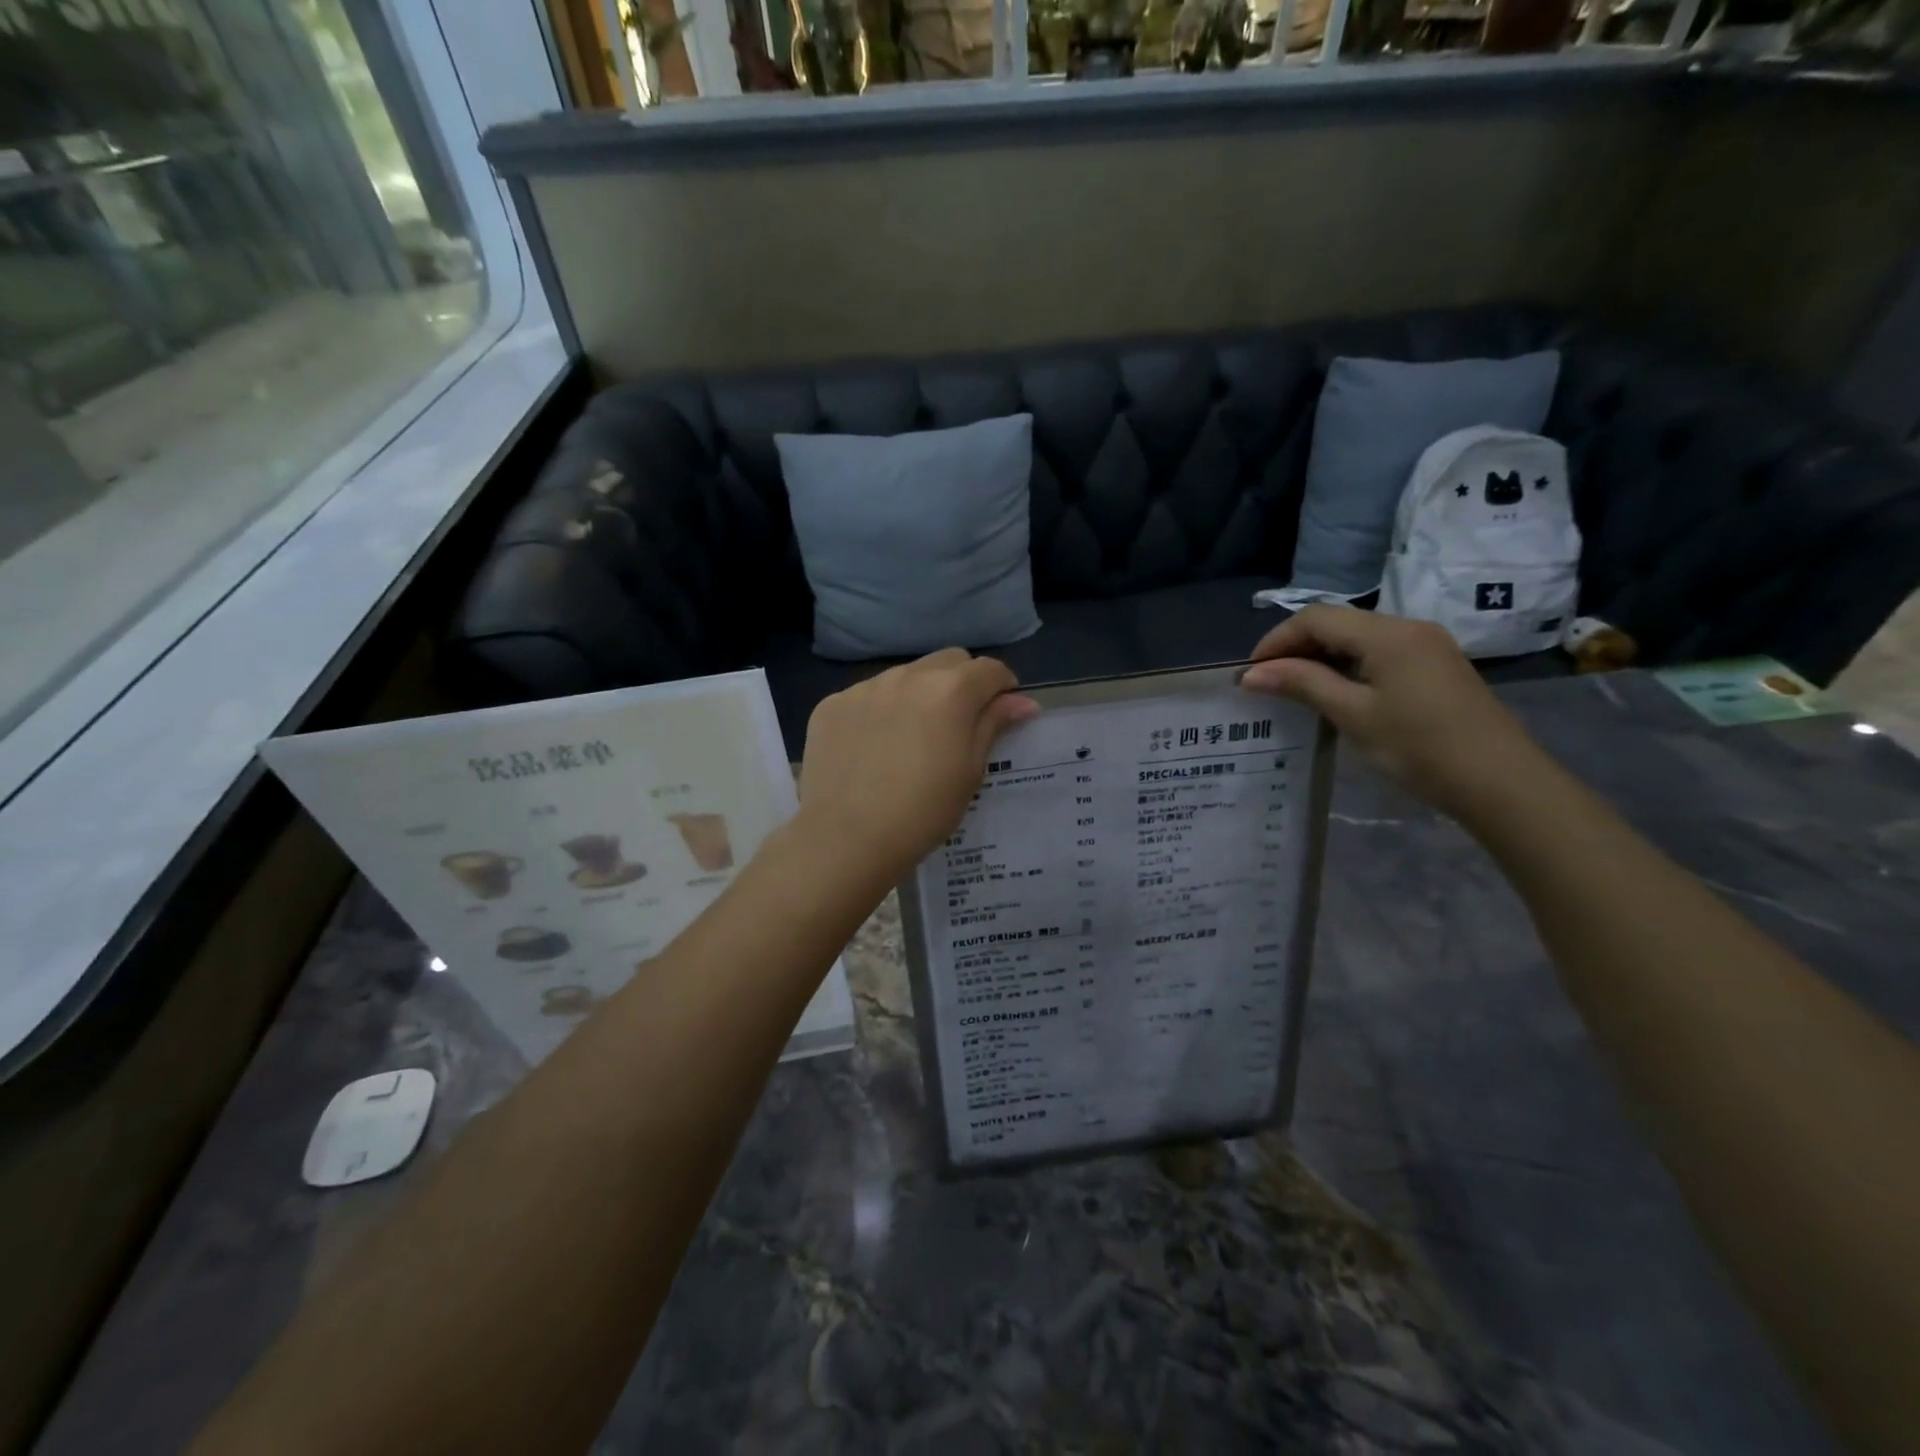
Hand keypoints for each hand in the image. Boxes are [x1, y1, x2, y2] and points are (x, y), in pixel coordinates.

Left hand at [796, 649, 1038, 883]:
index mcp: (950, 690)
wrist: (846, 838)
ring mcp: (865, 688)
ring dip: (919, 694)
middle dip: (962, 682)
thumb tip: (1022, 701)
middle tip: (959, 722)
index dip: (1002, 687)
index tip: (1001, 712)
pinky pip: (867, 696)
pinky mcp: (832, 704)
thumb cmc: (922, 812)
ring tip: (911, 737)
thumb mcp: (969, 771)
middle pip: (948, 661)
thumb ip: (993, 725)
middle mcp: (908, 676)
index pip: (989, 669)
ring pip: (905, 676)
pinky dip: (880, 711)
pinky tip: (873, 747)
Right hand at [1240, 607, 1547, 818]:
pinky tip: (1336, 693)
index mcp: (1387, 633)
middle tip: (1267, 682)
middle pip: (1338, 623)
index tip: (1251, 672)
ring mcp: (1427, 646)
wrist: (1499, 782)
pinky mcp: (1436, 666)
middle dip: (1296, 647)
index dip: (1276, 640)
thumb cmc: (1418, 747)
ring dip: (1321, 657)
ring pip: (1358, 638)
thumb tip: (1251, 673)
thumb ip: (1301, 684)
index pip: (1316, 618)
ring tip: (1293, 689)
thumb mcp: (1353, 715)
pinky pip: (1379, 653)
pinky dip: (1348, 666)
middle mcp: (1408, 627)